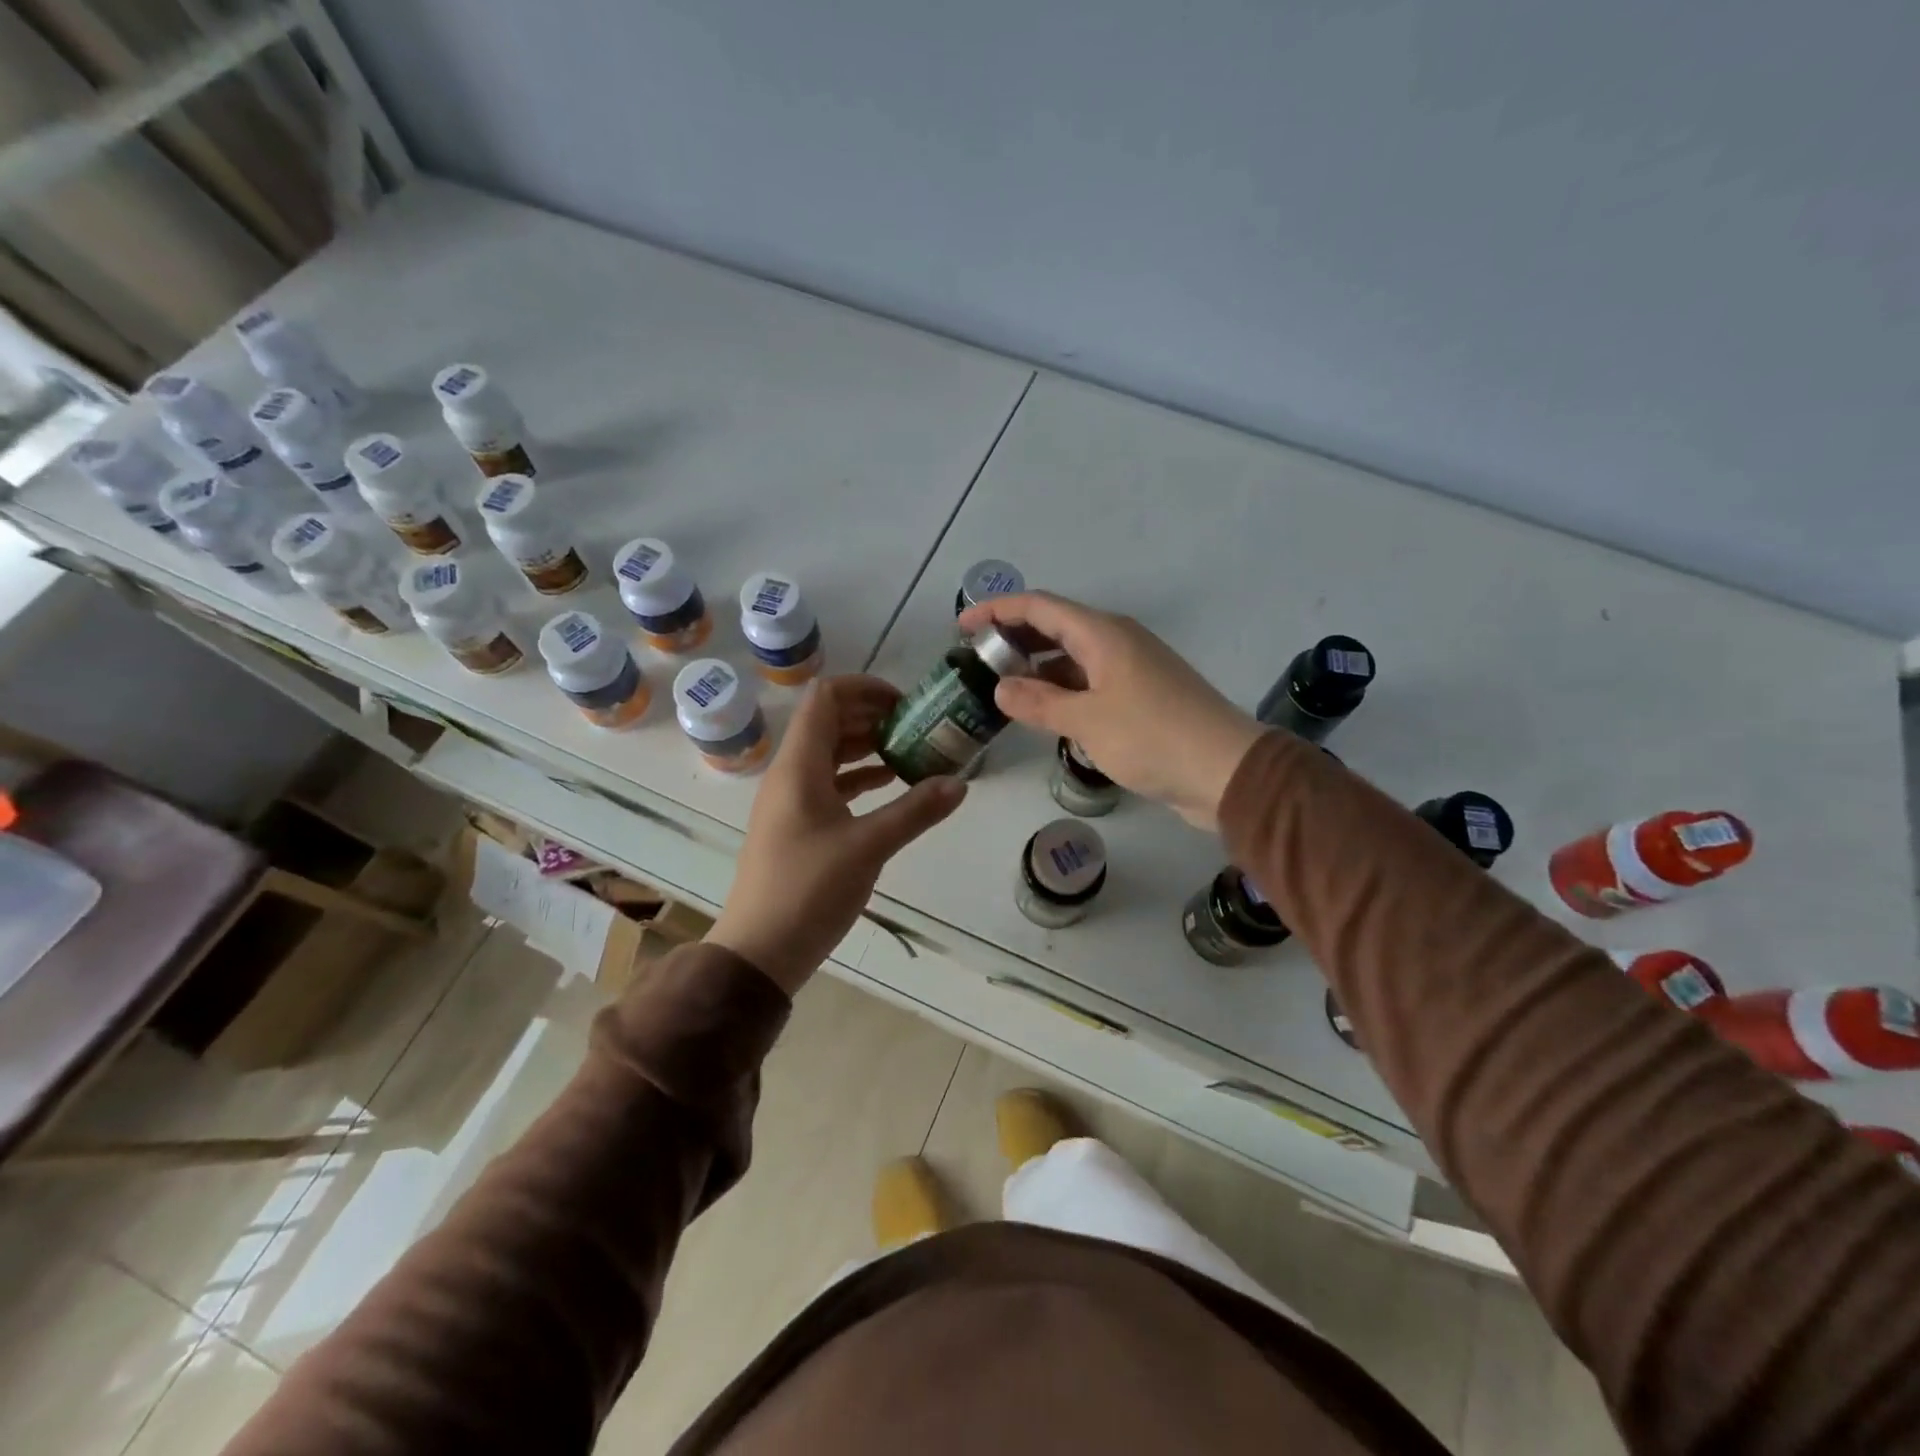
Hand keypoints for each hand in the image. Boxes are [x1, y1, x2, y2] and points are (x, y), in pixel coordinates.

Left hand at [706, 675, 965, 993]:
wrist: (759, 951)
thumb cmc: (809, 890)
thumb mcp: (869, 847)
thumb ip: (916, 811)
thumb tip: (960, 783)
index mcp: (799, 766)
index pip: (826, 698)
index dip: (865, 688)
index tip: (906, 702)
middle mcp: (790, 774)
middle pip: (828, 722)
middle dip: (872, 715)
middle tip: (917, 725)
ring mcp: (790, 800)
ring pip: (830, 754)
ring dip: (867, 746)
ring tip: (911, 751)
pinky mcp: (796, 825)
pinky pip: (829, 784)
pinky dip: (859, 777)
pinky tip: (890, 785)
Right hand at [957, 592, 1261, 830]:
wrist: (1225, 771)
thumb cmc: (1153, 737)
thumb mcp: (1087, 721)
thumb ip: (1039, 703)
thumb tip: (1001, 689)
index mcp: (1103, 634)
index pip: (1039, 606)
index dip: (997, 610)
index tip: (962, 627)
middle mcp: (1117, 641)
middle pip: (1055, 627)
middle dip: (1014, 639)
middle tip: (977, 660)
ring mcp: (1132, 669)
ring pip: (1072, 658)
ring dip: (1038, 669)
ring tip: (1002, 689)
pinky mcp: (1141, 697)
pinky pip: (1090, 682)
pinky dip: (1062, 691)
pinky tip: (1045, 713)